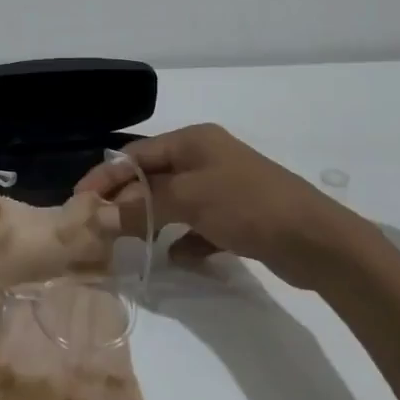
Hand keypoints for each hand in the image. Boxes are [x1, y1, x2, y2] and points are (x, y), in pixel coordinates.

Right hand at [76, 124, 380, 291]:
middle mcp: (206, 158)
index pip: (135, 155)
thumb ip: (140, 206)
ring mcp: (223, 188)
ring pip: (174, 202)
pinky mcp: (238, 217)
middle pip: (152, 178)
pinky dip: (185, 240)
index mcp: (193, 141)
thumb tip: (98, 215)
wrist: (319, 241)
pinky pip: (198, 225)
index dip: (105, 176)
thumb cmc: (247, 205)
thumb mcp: (188, 200)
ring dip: (152, 221)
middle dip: (126, 201)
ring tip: (131, 243)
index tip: (80, 200)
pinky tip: (178, 257)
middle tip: (100, 226)